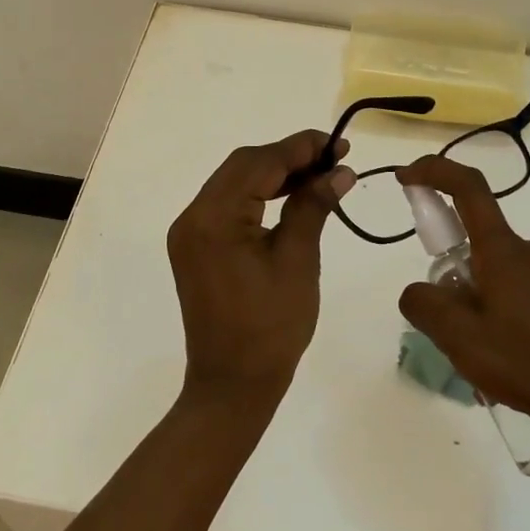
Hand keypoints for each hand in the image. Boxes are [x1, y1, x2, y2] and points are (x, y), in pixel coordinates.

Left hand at [167, 131, 355, 412]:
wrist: (232, 386)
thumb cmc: (271, 328)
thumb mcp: (298, 261)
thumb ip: (313, 206)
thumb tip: (339, 170)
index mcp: (214, 218)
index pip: (259, 163)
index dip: (301, 148)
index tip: (339, 144)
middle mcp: (193, 216)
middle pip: (243, 166)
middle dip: (289, 157)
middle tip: (333, 159)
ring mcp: (190, 231)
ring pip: (235, 181)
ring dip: (275, 174)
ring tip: (319, 175)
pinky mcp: (195, 245)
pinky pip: (228, 204)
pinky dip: (259, 194)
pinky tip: (290, 196)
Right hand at [394, 154, 529, 436]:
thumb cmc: (525, 362)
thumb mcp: (459, 337)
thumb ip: (424, 303)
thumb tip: (419, 290)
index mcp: (504, 249)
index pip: (468, 188)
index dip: (434, 171)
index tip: (405, 177)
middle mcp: (529, 249)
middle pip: (474, 237)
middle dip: (449, 268)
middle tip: (444, 320)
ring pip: (492, 267)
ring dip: (471, 294)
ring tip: (472, 349)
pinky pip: (512, 285)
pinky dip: (492, 304)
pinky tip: (498, 351)